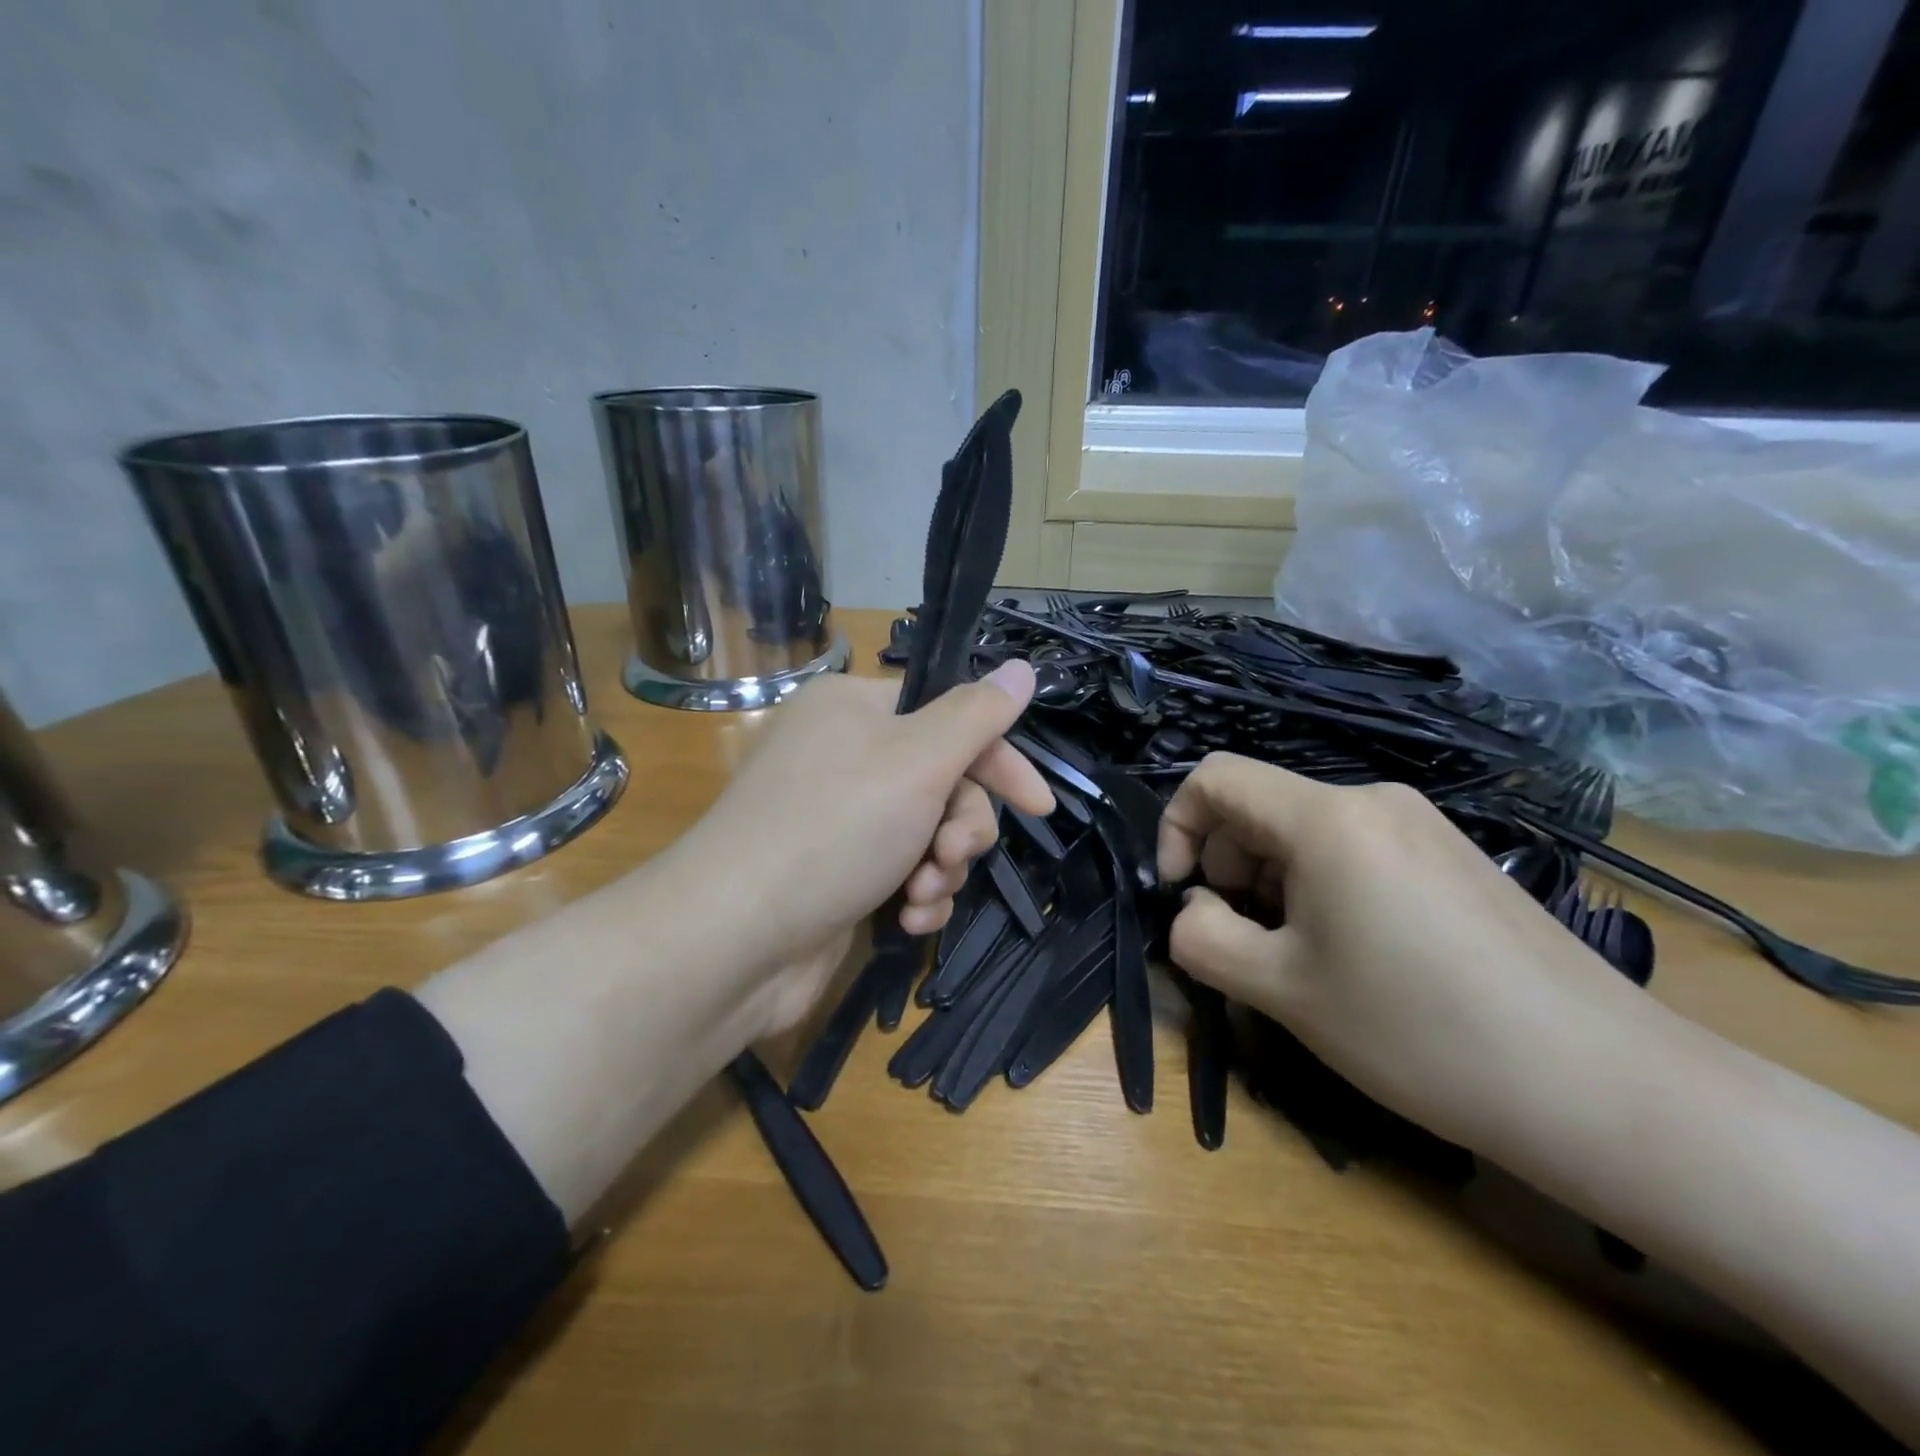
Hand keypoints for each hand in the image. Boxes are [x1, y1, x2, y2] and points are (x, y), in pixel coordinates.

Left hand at [668, 661, 1053, 1032]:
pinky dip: (914, 896)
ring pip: (927, 833)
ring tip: (921, 894)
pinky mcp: (835, 873)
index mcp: (854, 709)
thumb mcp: (919, 760)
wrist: (734, 939)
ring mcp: (837, 818)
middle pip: (943, 781)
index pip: (950, 718)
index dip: (999, 761)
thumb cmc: (834, 829)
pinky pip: (899, 872)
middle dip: (961, 827)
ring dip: (940, 868)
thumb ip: (978, 715)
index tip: (1039, 807)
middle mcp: (842, 755)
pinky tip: (908, 920)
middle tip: (951, 855)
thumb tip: (1021, 666)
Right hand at [1157, 753, 1650, 1153]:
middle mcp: (1374, 800)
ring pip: (1305, 833)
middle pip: (1260, 808)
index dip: (1176, 827)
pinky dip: (1322, 890)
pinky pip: (1354, 851)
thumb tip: (1193, 910)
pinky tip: (1357, 958)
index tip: (1181, 895)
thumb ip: (1202, 939)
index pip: (1215, 778)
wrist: (1602, 1085)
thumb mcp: (1282, 990)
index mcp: (1327, 818)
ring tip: (1303, 961)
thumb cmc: (1419, 1030)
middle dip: (1228, 868)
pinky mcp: (1452, 856)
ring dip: (1274, 885)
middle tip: (1247, 944)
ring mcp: (1421, 825)